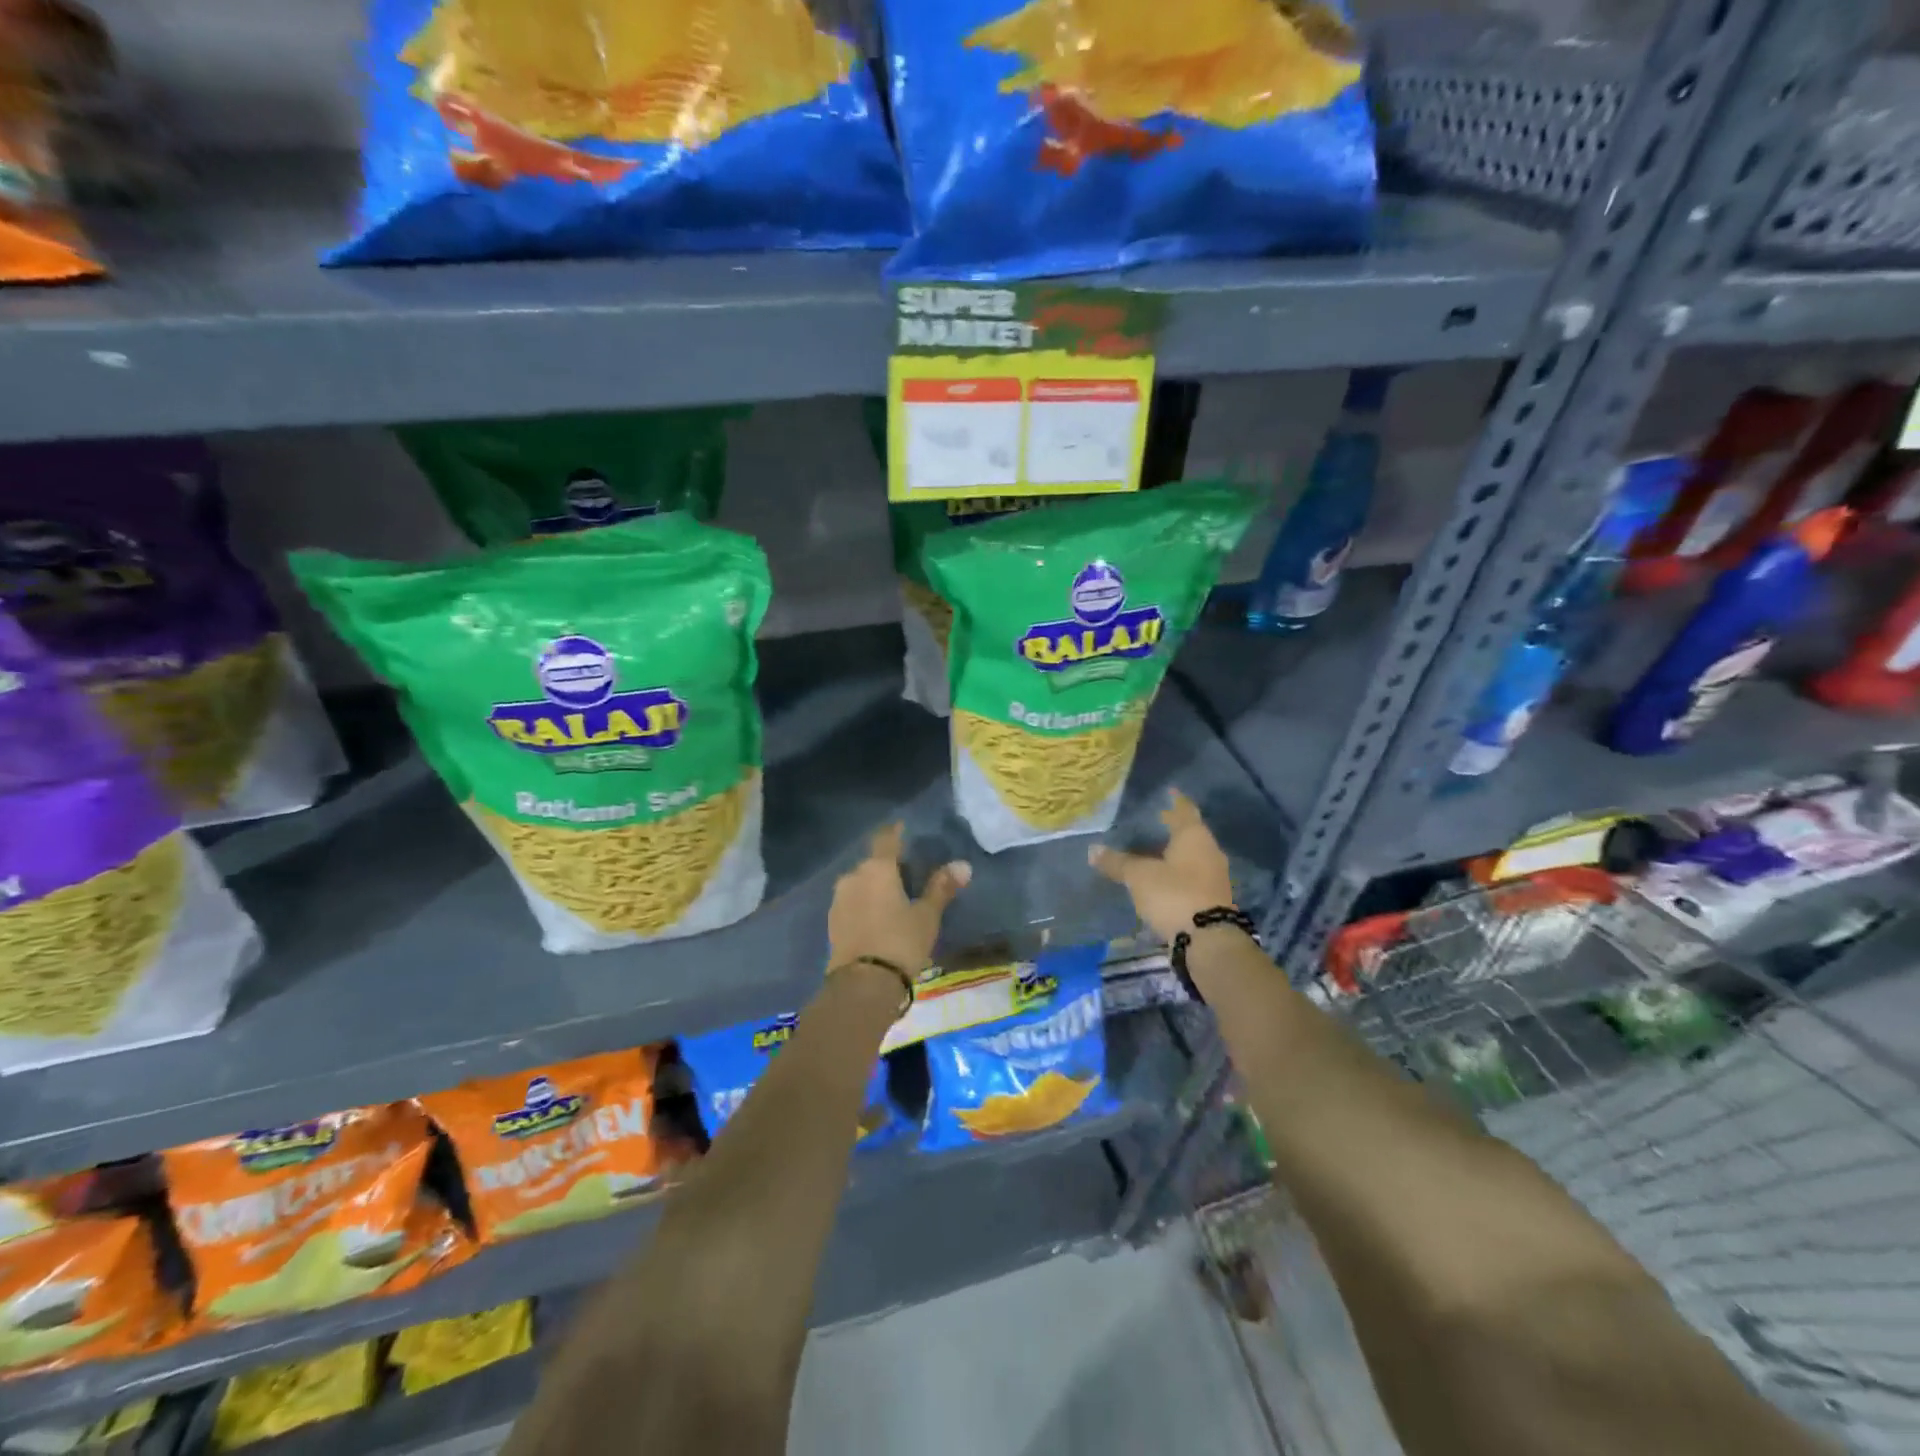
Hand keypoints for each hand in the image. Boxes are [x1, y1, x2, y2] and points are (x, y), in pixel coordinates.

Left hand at [827, 823, 969, 975]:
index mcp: (877, 868)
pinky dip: (865, 903)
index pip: (886, 838)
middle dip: (889, 865)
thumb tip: (963, 865)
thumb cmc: (900, 942)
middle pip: (873, 862)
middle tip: (909, 875)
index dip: (896, 831)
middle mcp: (854, 876)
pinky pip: (853, 902)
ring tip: (895, 899)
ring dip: (875, 886)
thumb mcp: (927, 916)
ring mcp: (839, 899)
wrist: (862, 985)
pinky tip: (878, 917)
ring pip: (861, 883)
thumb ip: (941, 888)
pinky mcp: (832, 922)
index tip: (905, 829)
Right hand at [1089, 790, 1234, 942]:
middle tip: (1155, 820)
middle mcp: (1208, 851)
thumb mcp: (1139, 876)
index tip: (1169, 791)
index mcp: (1193, 836)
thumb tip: (1092, 849)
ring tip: (1153, 850)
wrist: (1208, 940)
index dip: (1175, 800)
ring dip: (1175, 852)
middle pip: (1189, 833)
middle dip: (1172, 827)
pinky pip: (1192, 876)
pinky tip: (1163, 878)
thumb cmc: (1174, 894)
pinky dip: (1177, 872)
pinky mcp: (1212, 898)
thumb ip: (1117, 862)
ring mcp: (1214, 876)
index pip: (1184, 810)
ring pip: (1192, 856)